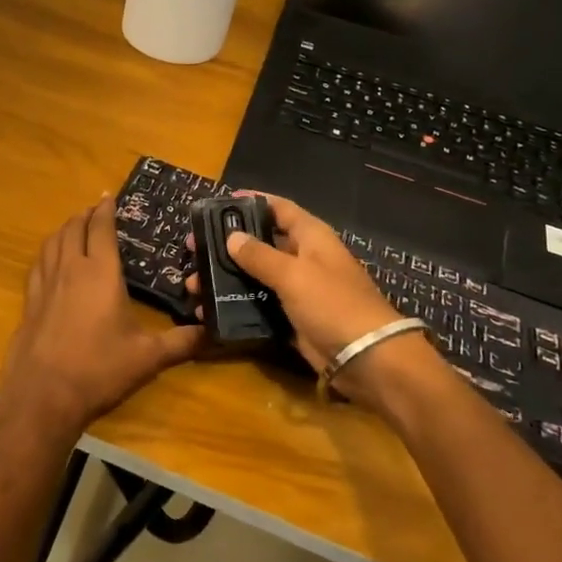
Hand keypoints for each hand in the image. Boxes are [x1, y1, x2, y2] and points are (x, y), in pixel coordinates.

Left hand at [0, 197, 203, 438]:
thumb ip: (182, 342)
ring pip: (53, 242)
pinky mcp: (29, 302)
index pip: (102, 229)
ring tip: (74, 227)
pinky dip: (47, 252)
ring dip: (65, 229)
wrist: (44, 395)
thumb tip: (213, 331)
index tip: (109, 196)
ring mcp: (45, 284)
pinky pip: (38, 264)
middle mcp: (70, 269)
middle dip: (85, 215)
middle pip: (74, 229)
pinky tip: (50, 261)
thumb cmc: (99, 370)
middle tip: (95, 210)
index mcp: (101, 273)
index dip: (106, 210)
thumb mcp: (148, 357)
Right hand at [188, 193, 424, 407]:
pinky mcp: (293, 319)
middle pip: (261, 243)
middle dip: (227, 244)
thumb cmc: (333, 304)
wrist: (368, 359)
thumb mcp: (293, 274)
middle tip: (192, 246)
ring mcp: (299, 290)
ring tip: (193, 282)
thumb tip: (231, 237)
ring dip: (226, 278)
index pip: (279, 209)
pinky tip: (209, 309)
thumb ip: (259, 255)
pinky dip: (236, 305)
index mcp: (312, 237)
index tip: (218, 203)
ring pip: (256, 276)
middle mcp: (305, 258)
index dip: (251, 202)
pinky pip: (259, 305)